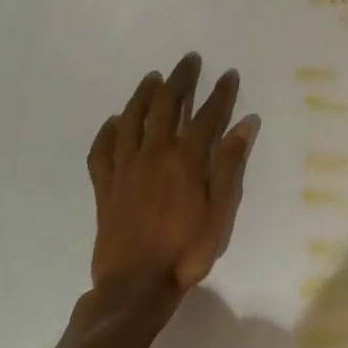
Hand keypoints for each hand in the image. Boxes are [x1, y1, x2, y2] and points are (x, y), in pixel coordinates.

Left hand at [85, 53, 259, 302]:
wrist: (135, 286)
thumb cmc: (186, 250)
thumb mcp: (221, 212)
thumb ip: (230, 165)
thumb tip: (245, 124)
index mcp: (186, 160)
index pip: (207, 116)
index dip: (220, 93)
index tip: (228, 74)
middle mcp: (154, 154)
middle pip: (167, 106)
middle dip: (180, 80)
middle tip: (189, 61)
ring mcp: (125, 168)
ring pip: (132, 119)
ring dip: (143, 95)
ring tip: (153, 77)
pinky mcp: (105, 186)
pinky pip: (102, 150)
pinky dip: (108, 131)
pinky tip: (115, 121)